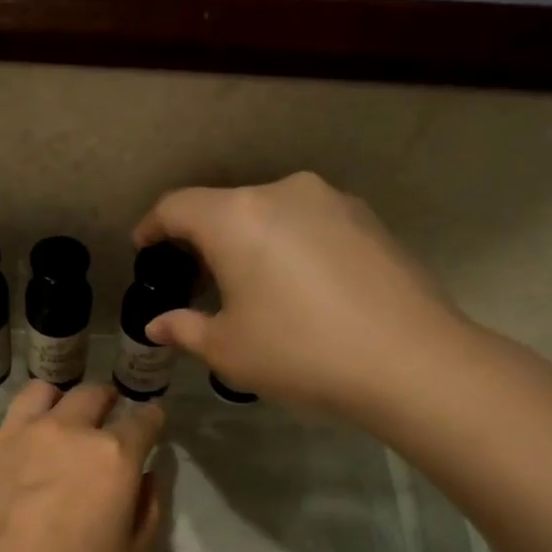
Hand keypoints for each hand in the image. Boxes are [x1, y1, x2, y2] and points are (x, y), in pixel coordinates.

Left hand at [0, 382, 163, 551]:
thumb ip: (147, 510)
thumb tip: (145, 478)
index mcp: (111, 456)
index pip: (143, 419)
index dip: (152, 418)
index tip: (152, 422)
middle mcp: (63, 432)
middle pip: (91, 394)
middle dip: (106, 401)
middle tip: (105, 419)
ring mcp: (12, 438)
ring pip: (40, 393)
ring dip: (57, 403)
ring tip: (56, 423)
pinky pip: (1, 432)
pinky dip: (16, 439)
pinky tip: (12, 468)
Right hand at [133, 172, 467, 415]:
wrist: (408, 359)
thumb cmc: (299, 352)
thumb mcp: (228, 349)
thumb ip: (184, 329)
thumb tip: (157, 325)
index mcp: (236, 218)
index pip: (177, 207)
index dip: (152, 226)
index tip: (143, 247)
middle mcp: (282, 193)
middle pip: (225, 206)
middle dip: (202, 238)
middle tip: (194, 278)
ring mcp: (331, 200)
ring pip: (269, 213)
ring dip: (248, 241)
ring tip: (248, 284)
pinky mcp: (366, 218)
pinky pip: (308, 224)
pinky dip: (288, 245)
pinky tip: (297, 286)